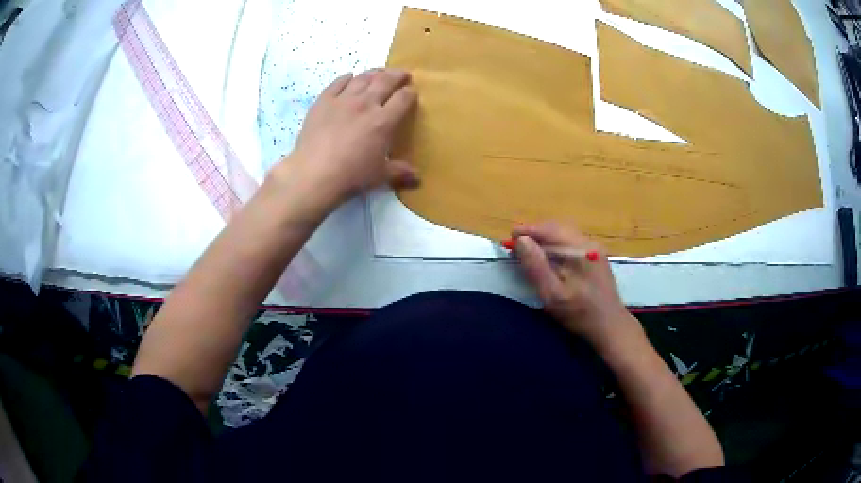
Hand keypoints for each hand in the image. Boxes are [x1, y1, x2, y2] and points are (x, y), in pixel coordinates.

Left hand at [284, 68, 419, 205]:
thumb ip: (400, 172)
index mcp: (383, 121)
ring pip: (362, 79)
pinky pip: (337, 83)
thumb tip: (418, 178)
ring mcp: (343, 100)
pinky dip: (346, 78)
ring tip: (379, 72)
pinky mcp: (323, 102)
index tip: (412, 91)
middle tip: (402, 74)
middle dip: (397, 75)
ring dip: (374, 73)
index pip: (403, 99)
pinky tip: (349, 76)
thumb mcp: (380, 175)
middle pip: (385, 81)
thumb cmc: (351, 176)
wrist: (314, 174)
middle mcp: (365, 104)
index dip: (410, 93)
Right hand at [512, 222, 641, 350]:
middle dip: (534, 234)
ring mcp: (595, 248)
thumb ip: (536, 266)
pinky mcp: (596, 256)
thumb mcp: (552, 294)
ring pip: (564, 234)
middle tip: (516, 246)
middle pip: (556, 228)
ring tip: (529, 251)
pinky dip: (556, 246)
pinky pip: (571, 243)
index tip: (509, 239)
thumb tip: (521, 240)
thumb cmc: (580, 313)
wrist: (610, 326)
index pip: (548, 229)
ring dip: (545, 239)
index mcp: (579, 249)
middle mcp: (588, 242)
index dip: (527, 231)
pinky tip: (549, 259)